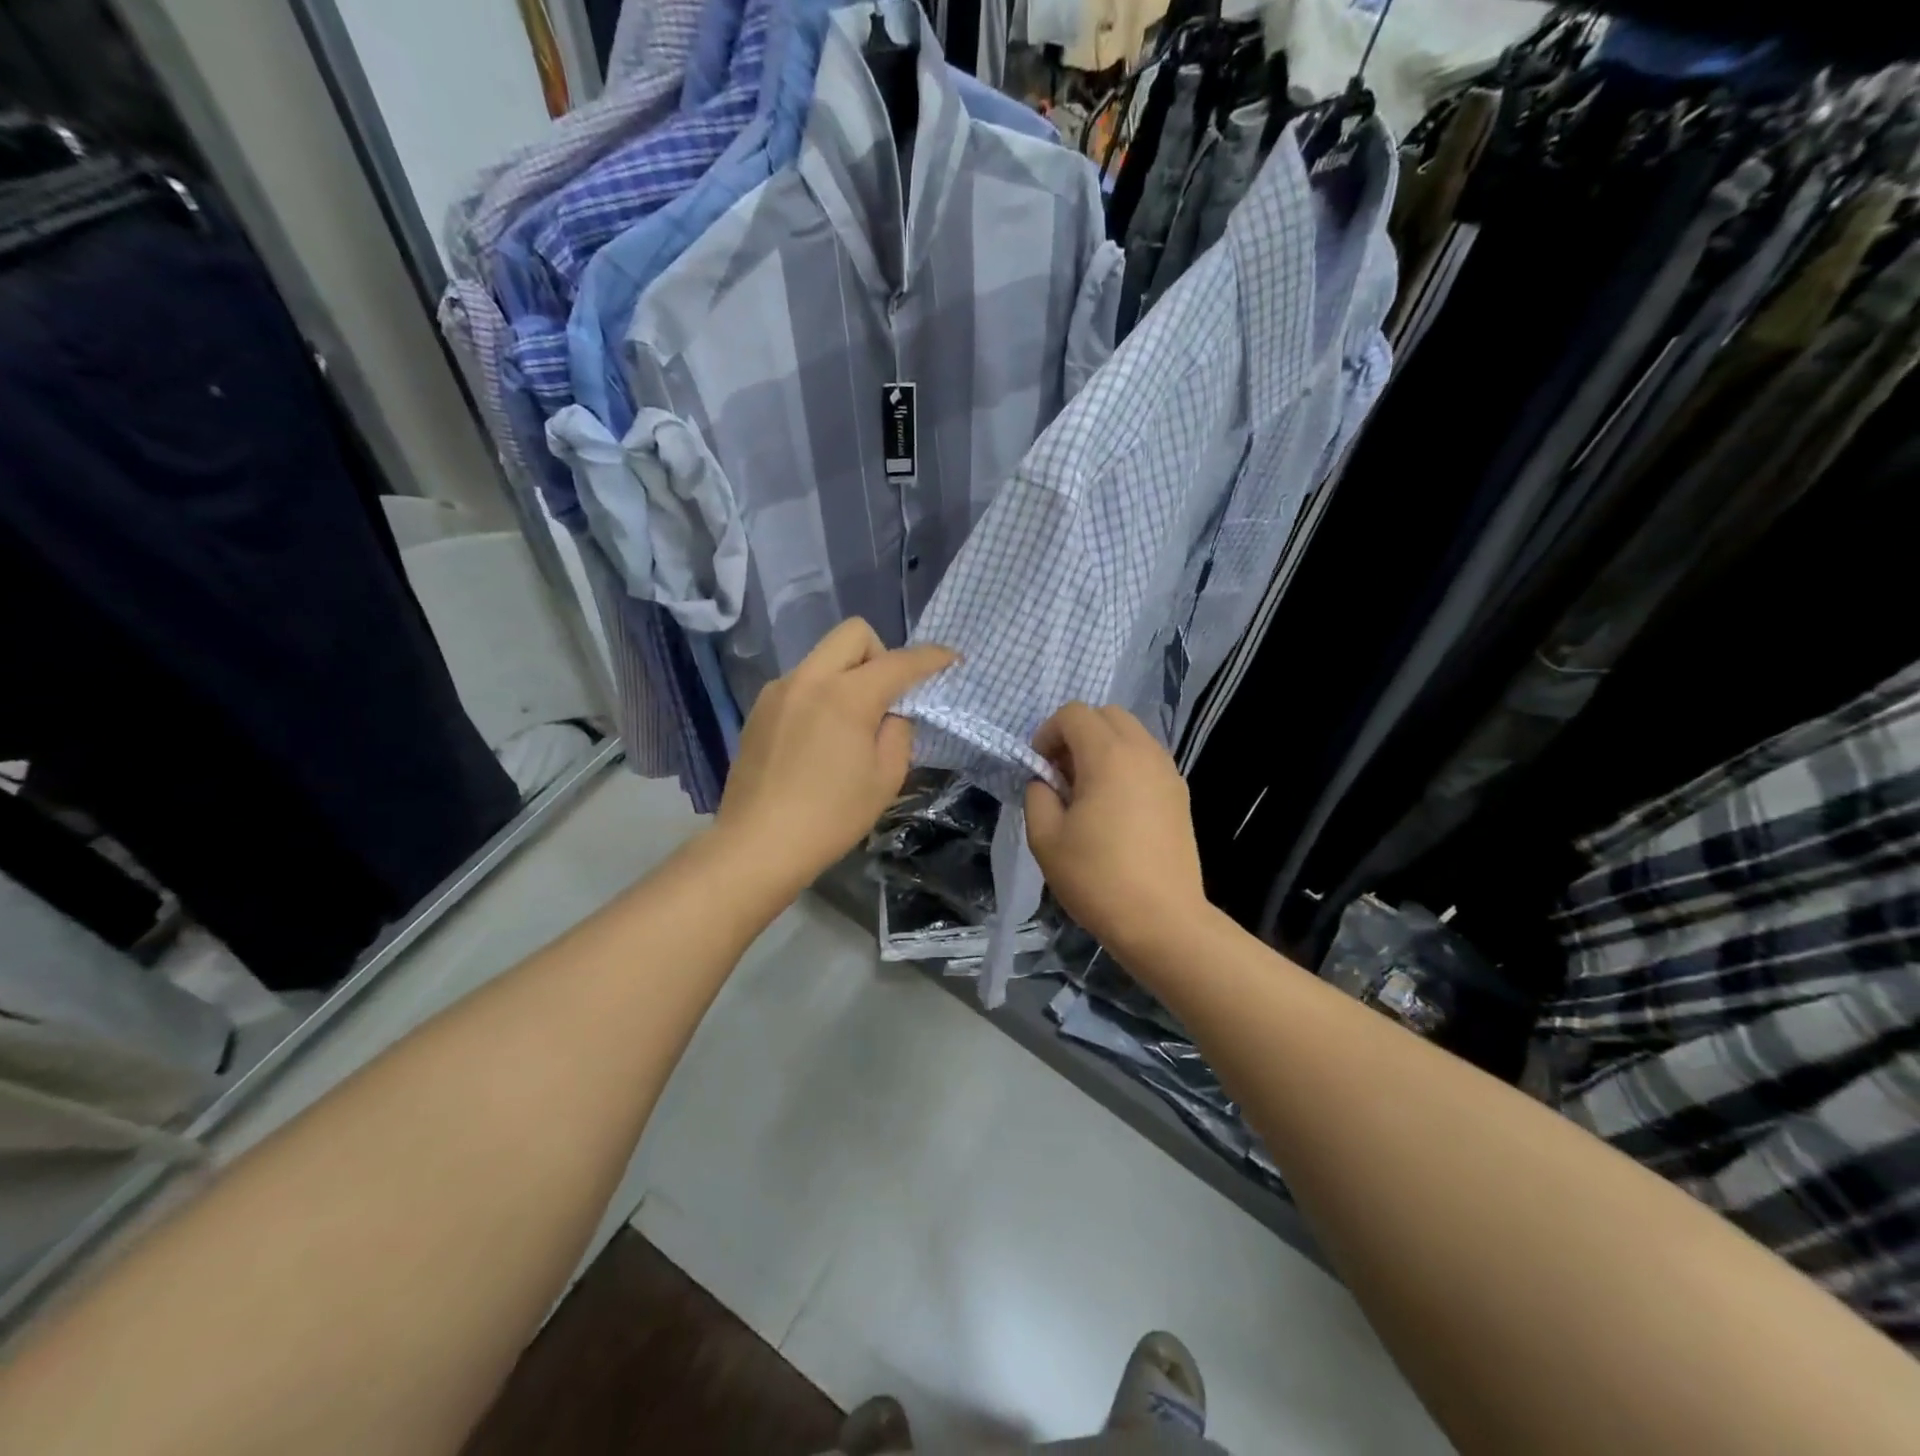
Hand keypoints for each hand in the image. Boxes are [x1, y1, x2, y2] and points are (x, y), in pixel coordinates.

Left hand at [715, 619, 955, 894]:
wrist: (758, 845)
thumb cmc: (831, 817)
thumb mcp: (886, 778)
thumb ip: (898, 731)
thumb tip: (892, 712)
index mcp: (847, 695)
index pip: (900, 662)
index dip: (931, 658)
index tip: (951, 660)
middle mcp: (809, 678)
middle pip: (854, 634)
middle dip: (881, 653)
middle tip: (887, 696)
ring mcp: (778, 691)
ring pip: (824, 656)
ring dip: (848, 674)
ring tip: (851, 722)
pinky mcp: (759, 709)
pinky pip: (801, 682)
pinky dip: (821, 693)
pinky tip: (818, 738)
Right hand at [1024, 703, 1210, 957]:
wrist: (1162, 921)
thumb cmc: (1097, 878)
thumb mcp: (1045, 838)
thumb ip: (1038, 795)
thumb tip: (1046, 782)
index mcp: (1108, 756)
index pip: (1074, 714)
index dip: (1048, 733)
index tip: (1040, 769)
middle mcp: (1143, 752)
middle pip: (1107, 714)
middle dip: (1077, 733)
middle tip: (1062, 774)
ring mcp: (1168, 772)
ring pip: (1131, 734)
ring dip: (1103, 747)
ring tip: (1088, 792)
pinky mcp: (1180, 794)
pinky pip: (1147, 759)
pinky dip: (1126, 765)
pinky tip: (1115, 808)